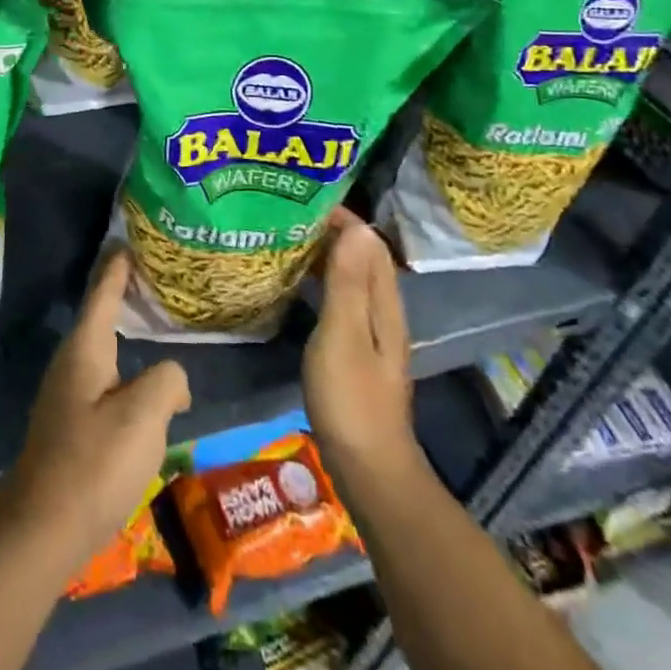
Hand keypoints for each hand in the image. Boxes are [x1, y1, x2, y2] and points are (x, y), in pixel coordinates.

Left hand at [0, 250, 191, 581]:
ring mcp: (65, 397)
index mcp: (85, 350)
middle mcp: (70, 364)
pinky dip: (124, 373)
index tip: (126, 242)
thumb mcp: (143, 417)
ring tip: (153, 333)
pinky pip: (102, 383)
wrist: (41, 534)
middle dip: (122, 298)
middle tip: (151, 280)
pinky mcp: (68, 427)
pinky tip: (142, 390)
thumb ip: (167, 382)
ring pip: (102, 354)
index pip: (103, 294)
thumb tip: (171, 380)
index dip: (117, 268)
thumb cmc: (93, 465)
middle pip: (100, 319)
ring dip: (125, 339)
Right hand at [304, 212, 422, 487]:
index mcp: (383, 304)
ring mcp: (370, 334)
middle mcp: (382, 312)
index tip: (305, 199)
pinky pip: (340, 300)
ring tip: (287, 239)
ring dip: (325, 255)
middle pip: (362, 258)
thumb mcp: (343, 335)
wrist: (369, 470)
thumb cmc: (351, 399)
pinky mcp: (356, 352)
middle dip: (332, 232)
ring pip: (350, 279)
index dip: (343, 219)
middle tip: (289, 214)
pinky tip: (296, 285)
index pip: (369, 244)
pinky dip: (320, 282)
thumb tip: (357, 227)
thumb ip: (348, 283)